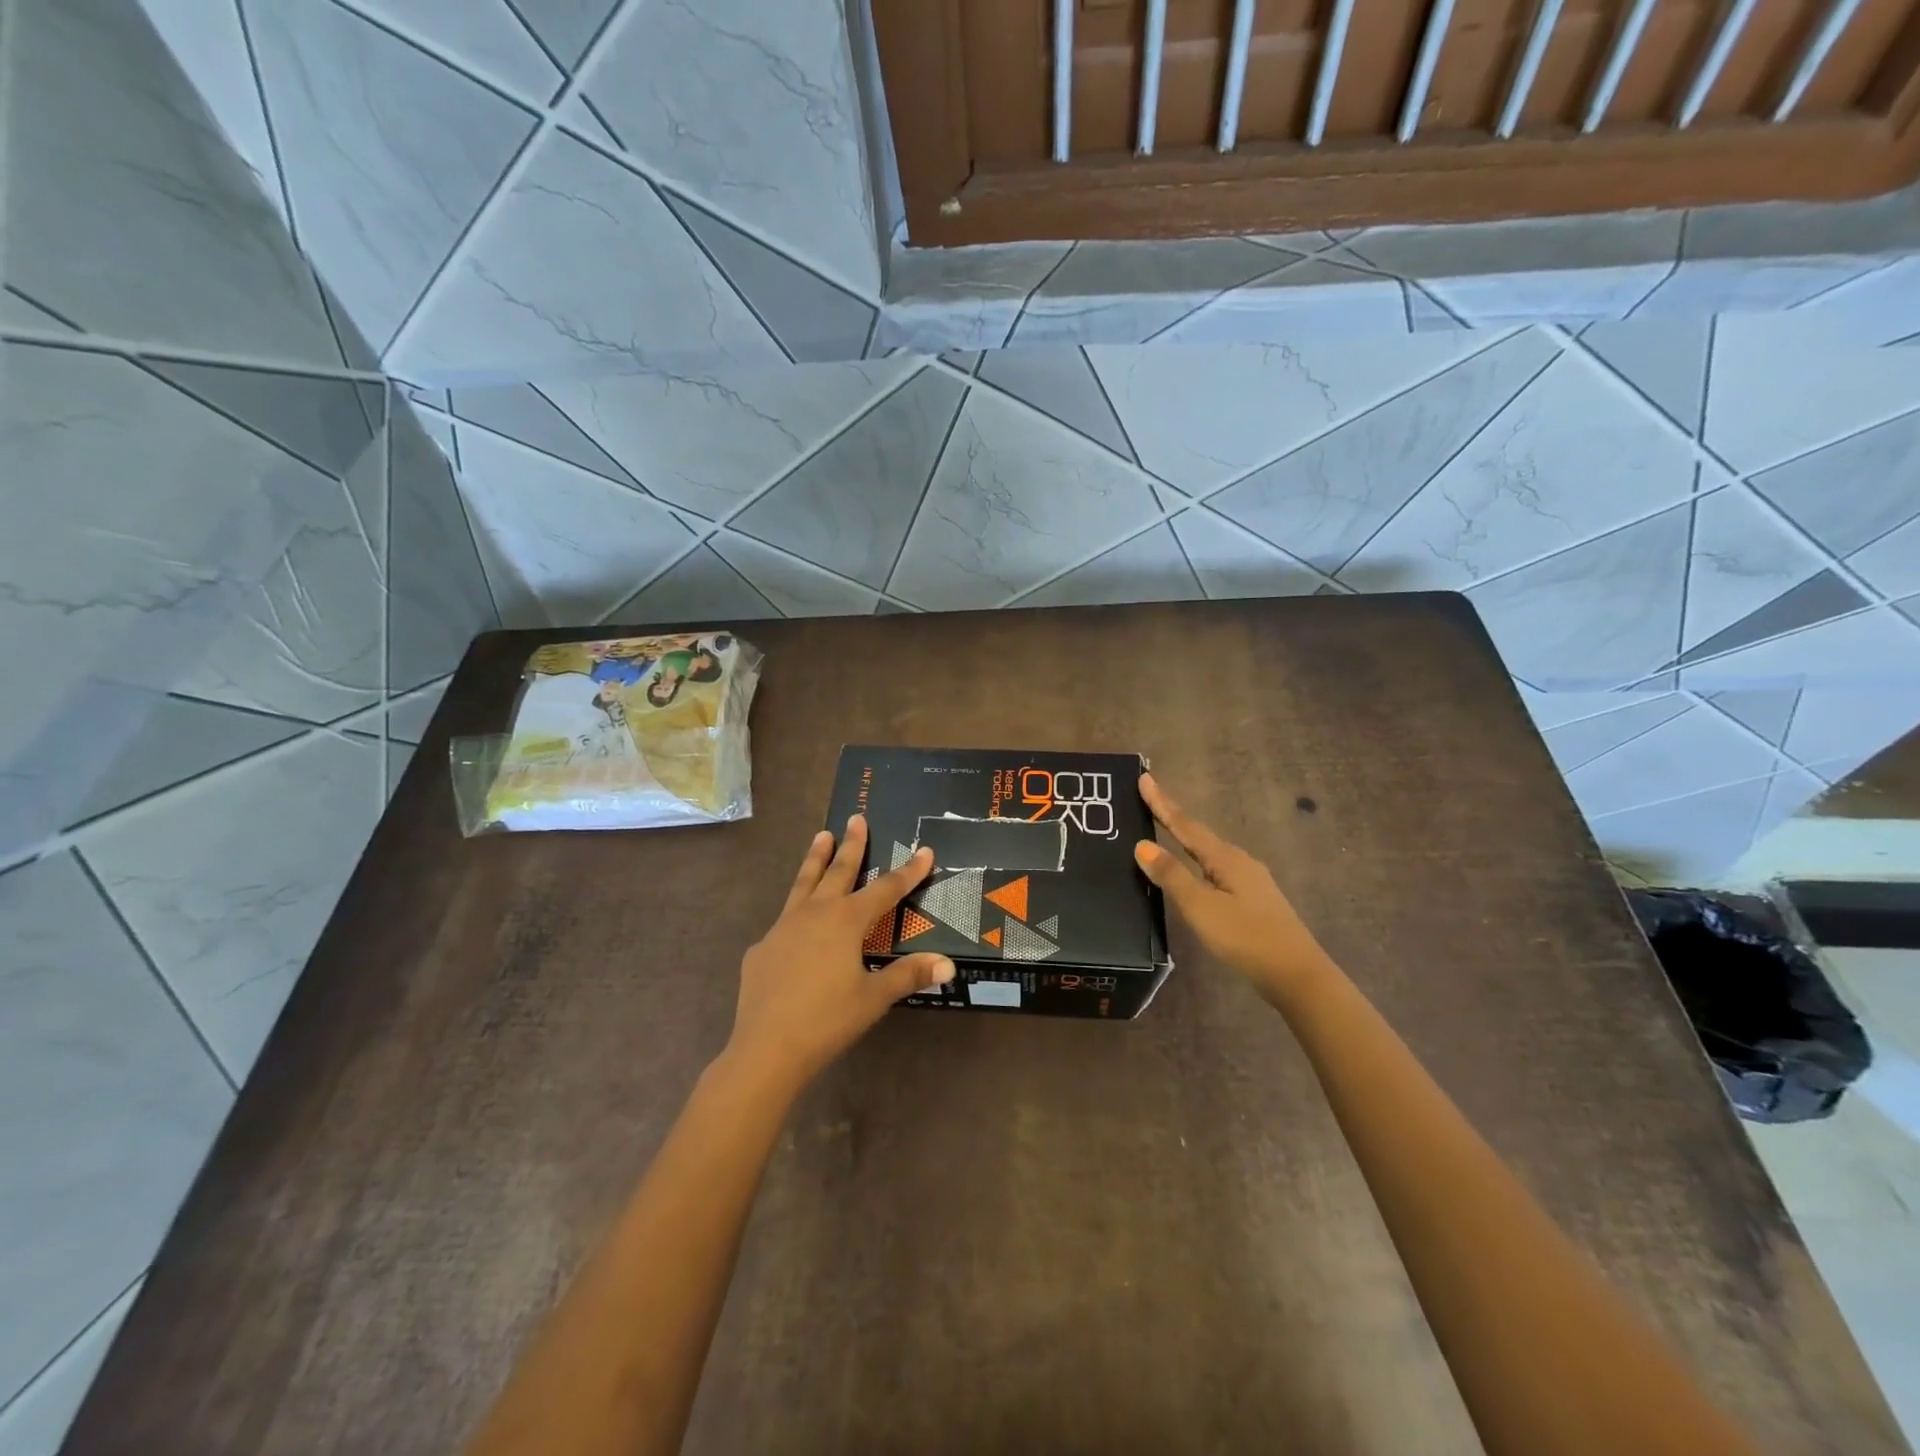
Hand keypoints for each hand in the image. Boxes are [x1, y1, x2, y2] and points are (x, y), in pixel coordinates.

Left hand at [725, 815, 954, 1092]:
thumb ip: (908, 975)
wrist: (766, 1049)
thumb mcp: (874, 998)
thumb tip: (948, 964)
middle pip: (838, 871)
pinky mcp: (762, 948)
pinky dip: (795, 914)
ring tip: (821, 835)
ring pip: (803, 884)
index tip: (924, 850)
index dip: (908, 871)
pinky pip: (784, 923)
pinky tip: (795, 926)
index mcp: (845, 921)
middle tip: (856, 817)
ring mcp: (783, 928)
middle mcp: (814, 913)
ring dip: (815, 859)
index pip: (885, 889)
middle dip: (852, 845)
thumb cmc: (827, 1020)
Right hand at [1134, 774, 1334, 1002]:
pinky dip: (1195, 861)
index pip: (1184, 823)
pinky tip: (1192, 871)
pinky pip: (1215, 869)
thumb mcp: (1201, 908)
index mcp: (1225, 858)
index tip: (1144, 777)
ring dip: (1184, 839)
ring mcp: (1249, 880)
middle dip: (1171, 817)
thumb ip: (1172, 876)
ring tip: (1162, 831)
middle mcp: (1238, 861)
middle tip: (1147, 800)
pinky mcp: (1252, 899)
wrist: (1297, 976)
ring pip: (1207, 852)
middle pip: (1197, 834)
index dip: (1162, 802)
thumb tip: (1142, 845)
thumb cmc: (1246, 938)